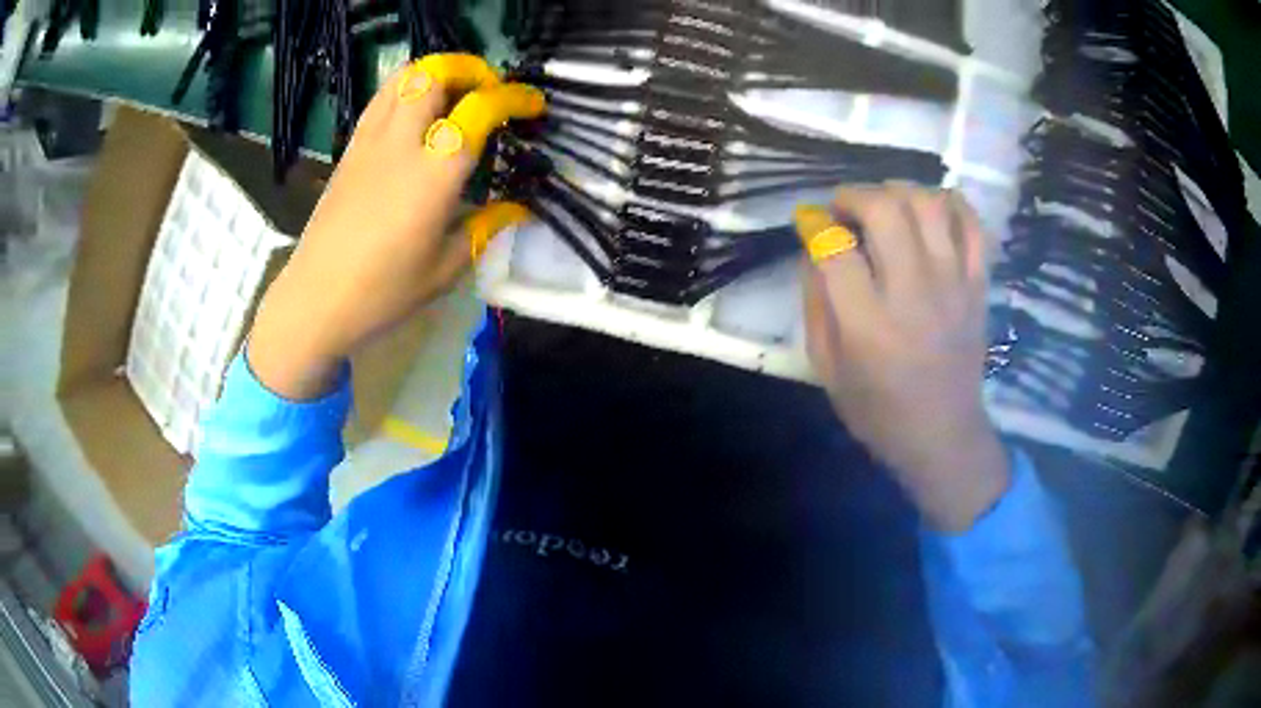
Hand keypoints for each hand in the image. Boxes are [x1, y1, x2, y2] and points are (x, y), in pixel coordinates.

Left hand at [248, 55, 543, 398]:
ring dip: (436, 74)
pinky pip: (382, 99)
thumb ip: (484, 229)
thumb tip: (517, 208)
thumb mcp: (444, 269)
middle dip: (470, 70)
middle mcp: (401, 143)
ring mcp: (369, 141)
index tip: (531, 105)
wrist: (314, 300)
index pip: (479, 109)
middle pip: (435, 73)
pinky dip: (408, 90)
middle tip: (488, 93)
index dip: (513, 98)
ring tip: (455, 97)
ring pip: (403, 77)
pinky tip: (417, 118)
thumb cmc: (382, 292)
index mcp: (433, 174)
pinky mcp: (350, 149)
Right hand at [796, 184, 1008, 532]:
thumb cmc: (878, 411)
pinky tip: (930, 211)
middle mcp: (914, 295)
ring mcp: (954, 286)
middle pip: (886, 210)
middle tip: (844, 209)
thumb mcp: (827, 370)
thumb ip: (816, 305)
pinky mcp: (978, 286)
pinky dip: (951, 204)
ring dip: (899, 191)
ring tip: (885, 206)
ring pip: (930, 205)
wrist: (943, 436)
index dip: (815, 224)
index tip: (809, 223)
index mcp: (869, 326)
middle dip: (855, 195)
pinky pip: (972, 224)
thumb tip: (814, 249)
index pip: (836, 249)